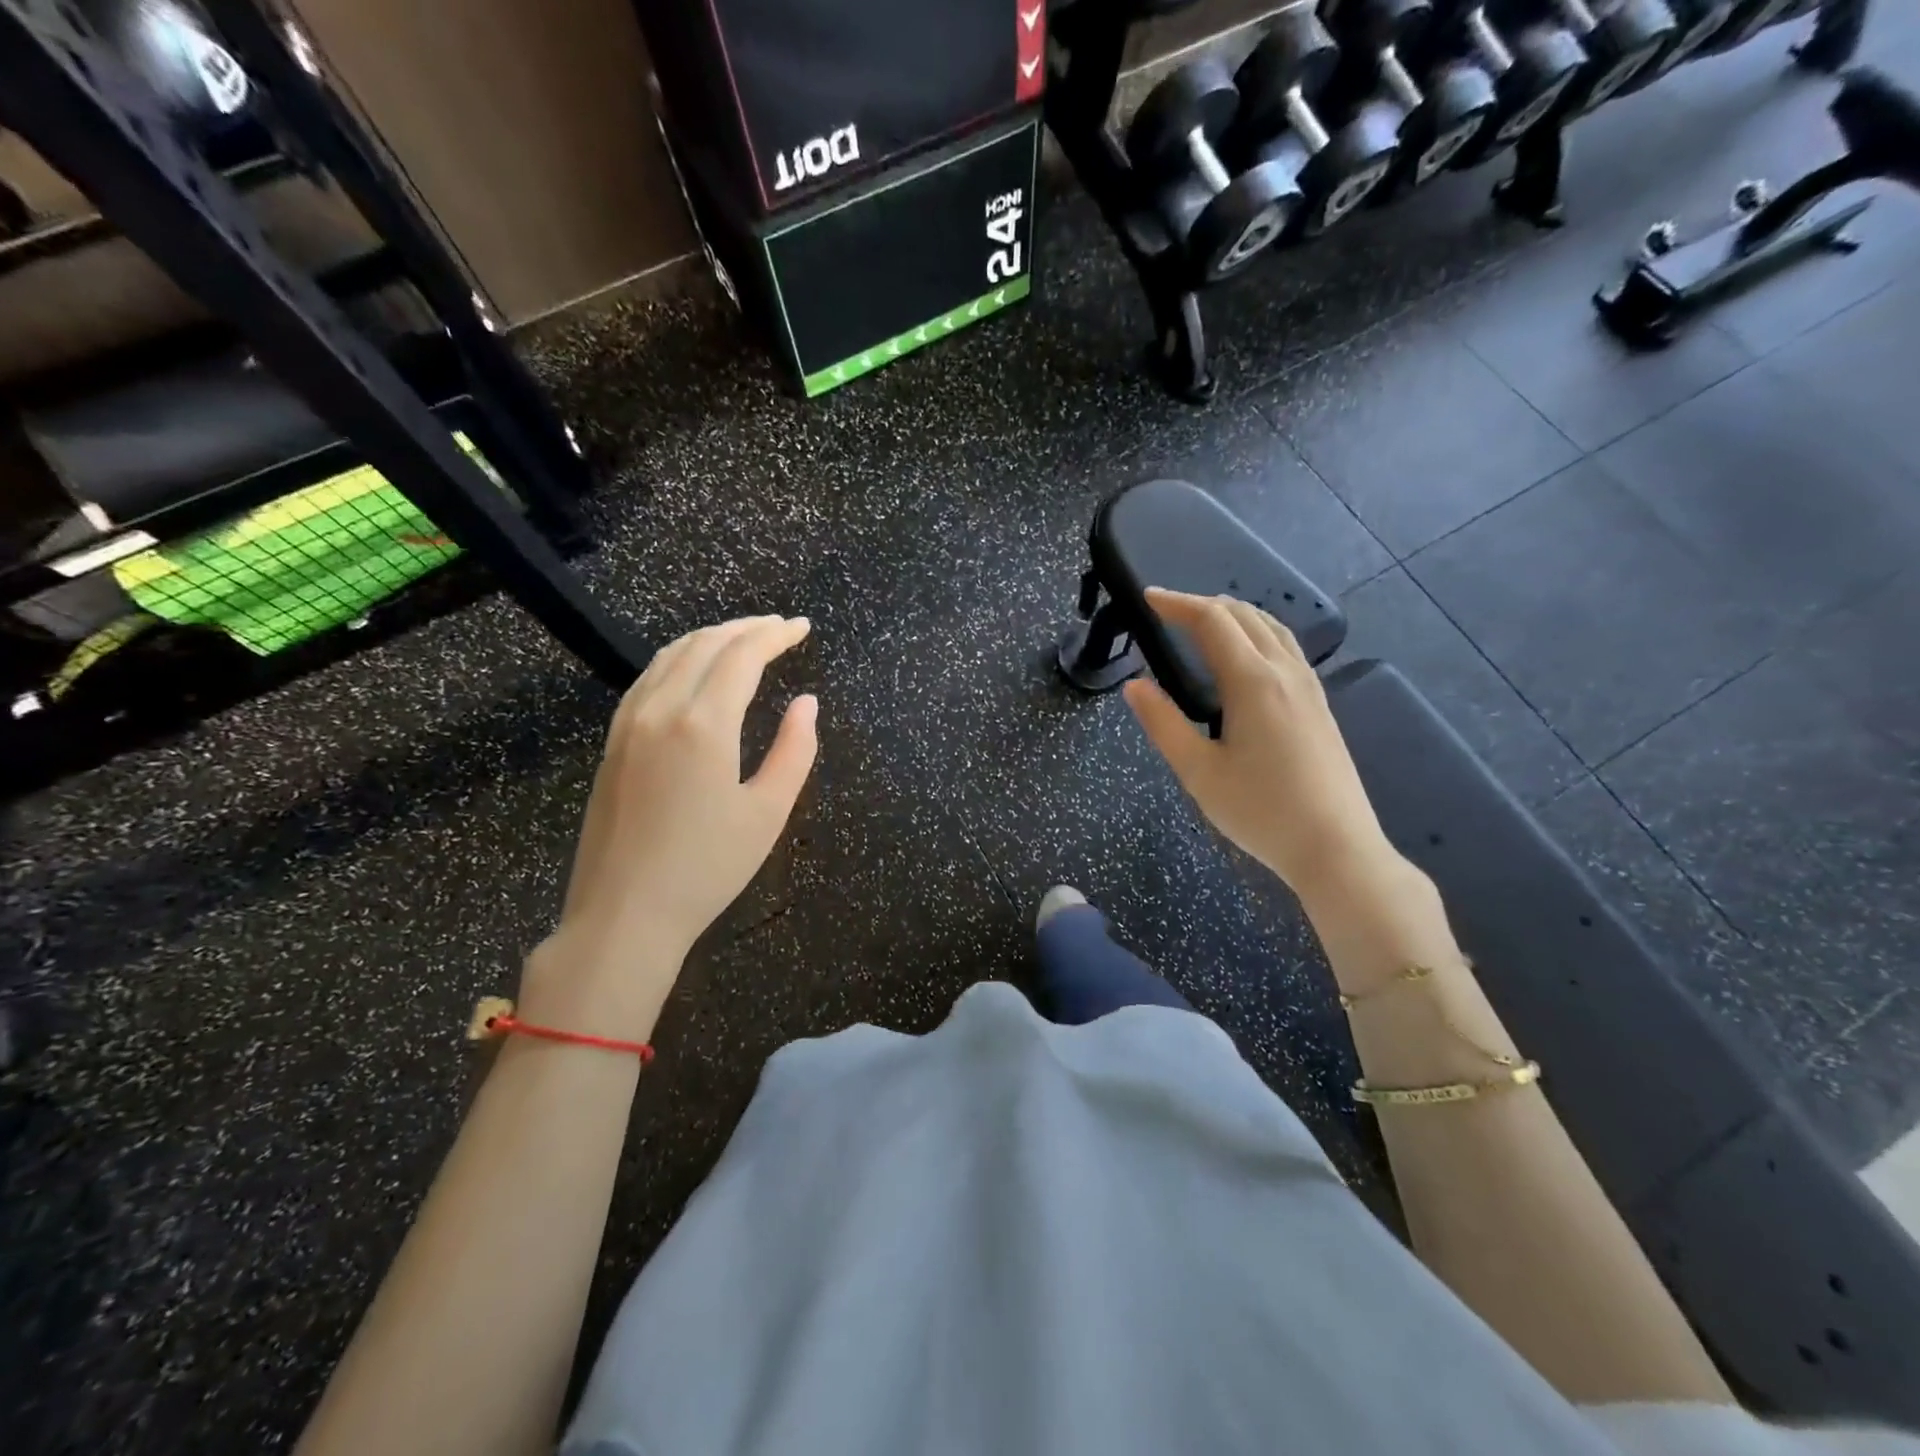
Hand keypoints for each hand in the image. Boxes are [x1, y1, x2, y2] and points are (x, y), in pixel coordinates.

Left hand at [520, 616, 818, 1038]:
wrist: (623, 914)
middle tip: (780, 628)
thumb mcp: (768, 812)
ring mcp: (629, 723)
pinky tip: (696, 671)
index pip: (742, 655)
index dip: (775, 635)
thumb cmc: (707, 868)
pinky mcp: (613, 742)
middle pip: (705, 644)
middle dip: (746, 628)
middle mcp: (661, 709)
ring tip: (744, 639)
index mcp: (704, 724)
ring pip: (671, 655)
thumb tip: (806, 703)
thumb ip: (795, 750)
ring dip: (711, 637)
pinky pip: (648, 678)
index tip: (802, 628)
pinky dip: (680, 659)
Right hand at [1124, 588, 1395, 902]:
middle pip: (1245, 615)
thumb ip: (1163, 724)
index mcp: (1253, 682)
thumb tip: (1133, 686)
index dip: (1177, 604)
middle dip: (1203, 604)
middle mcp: (1285, 672)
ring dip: (1235, 615)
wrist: (1335, 847)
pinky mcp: (1319, 705)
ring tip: (1205, 622)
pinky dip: (1258, 633)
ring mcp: (1309, 687)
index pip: (1212, 621)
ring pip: (1272, 628)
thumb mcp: (1198, 772)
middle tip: (1167, 611)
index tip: (1148, 597)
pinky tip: (1247, 655)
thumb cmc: (1260, 811)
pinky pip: (1287, 648)